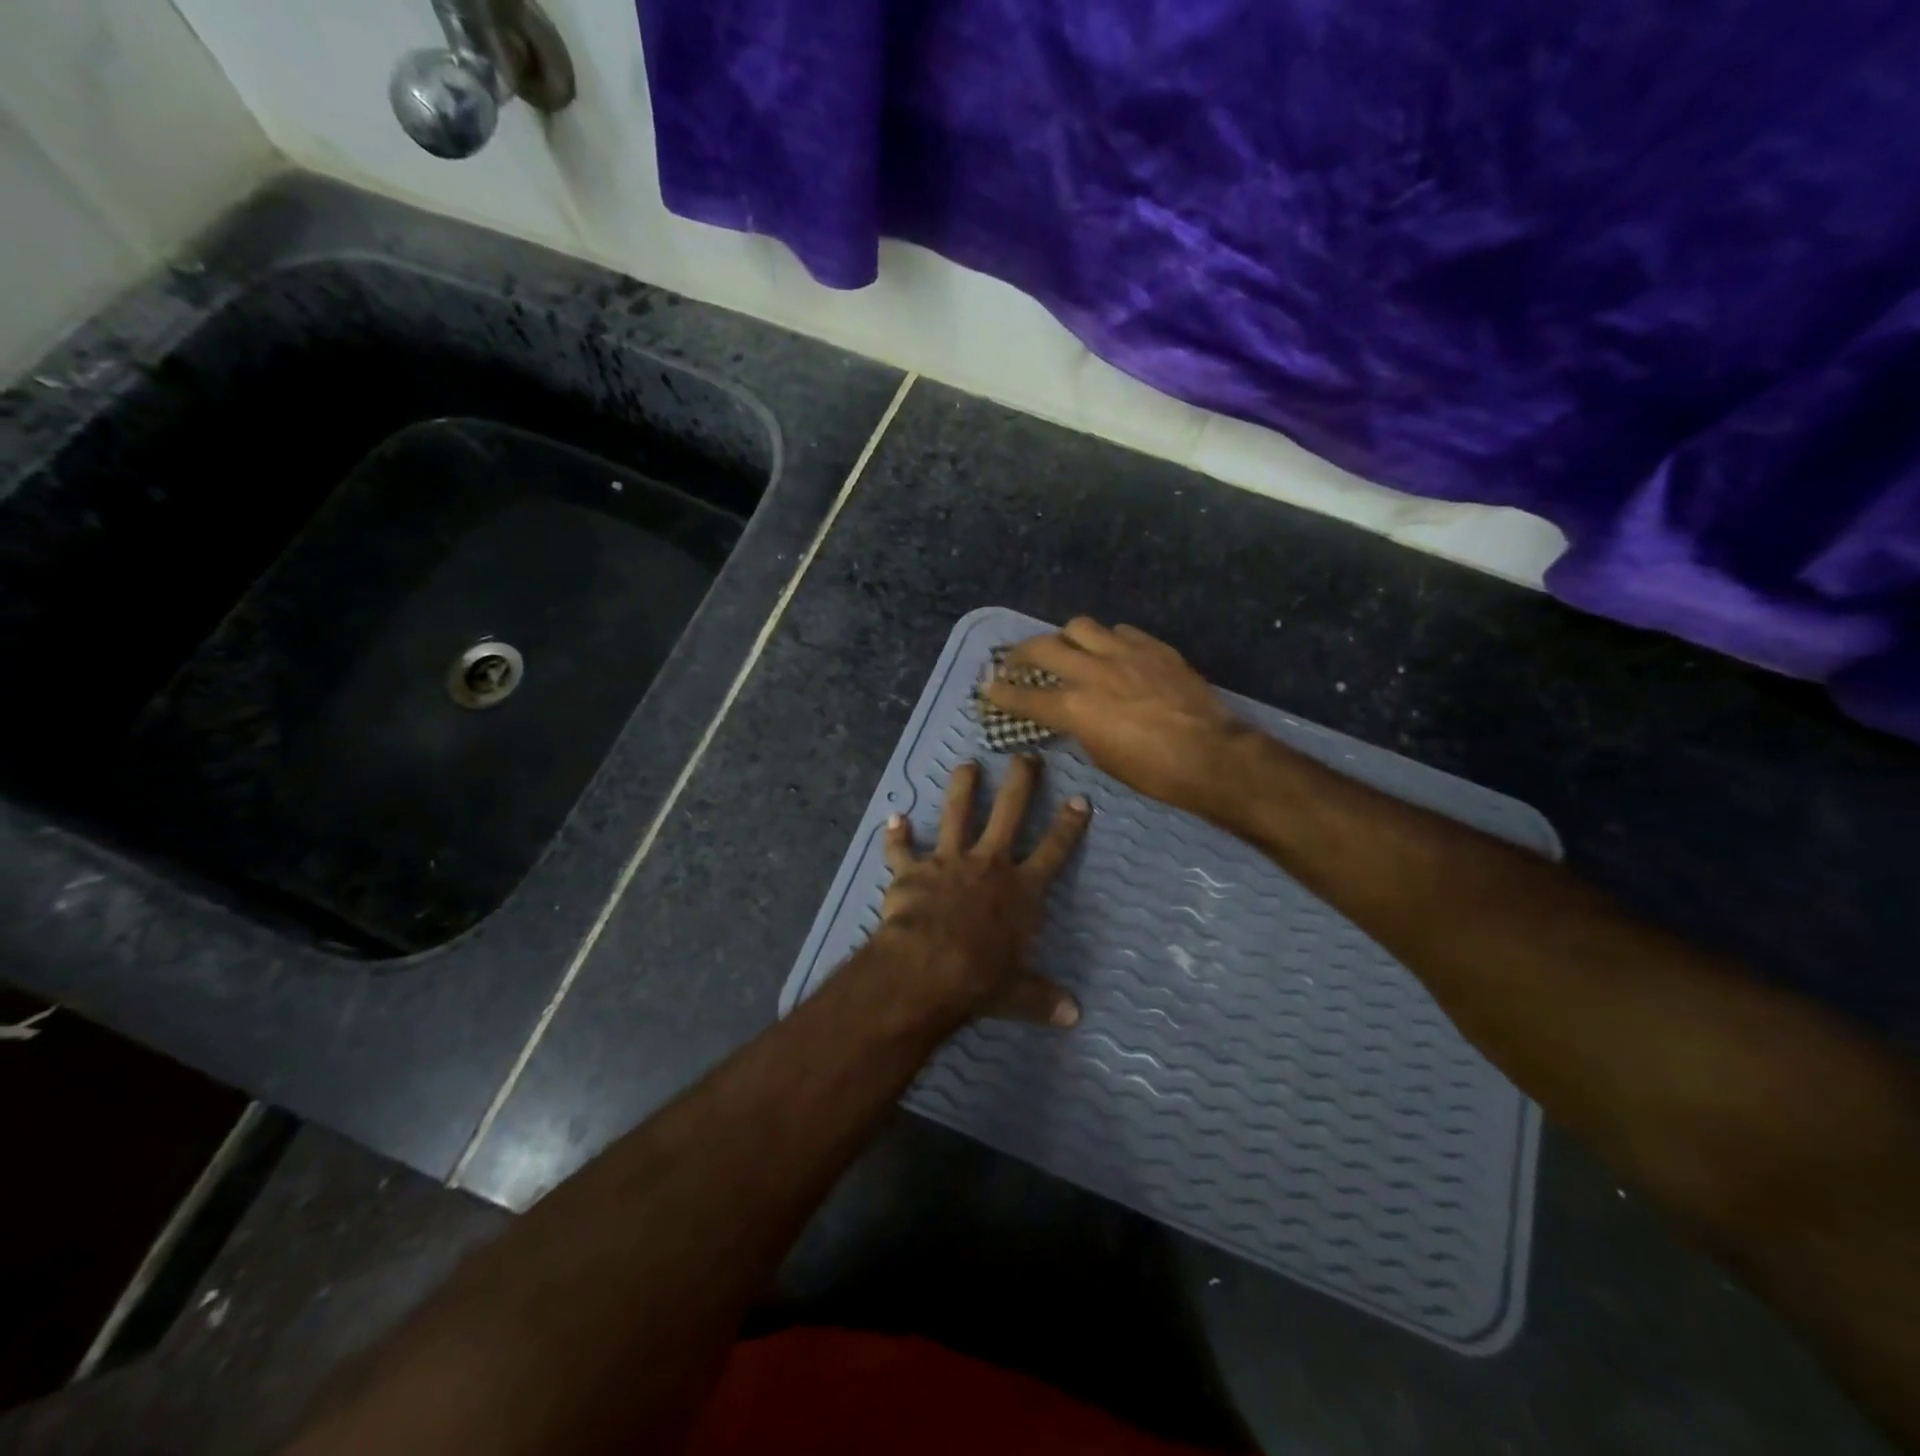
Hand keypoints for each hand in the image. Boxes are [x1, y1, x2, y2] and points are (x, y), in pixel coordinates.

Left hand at [872, 754, 1089, 1026]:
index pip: (1053, 850)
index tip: (1080, 799)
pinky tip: (893, 818)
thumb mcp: (1018, 994)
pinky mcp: (912, 871)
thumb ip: (1043, 998)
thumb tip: (1074, 1016)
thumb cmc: (981, 978)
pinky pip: (901, 849)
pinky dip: (896, 836)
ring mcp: (949, 862)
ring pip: (957, 813)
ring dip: (962, 788)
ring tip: (967, 765)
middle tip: (1025, 756)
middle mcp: (989, 864)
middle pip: (1009, 812)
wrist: (928, 967)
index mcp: (1021, 890)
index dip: (1069, 825)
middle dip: (1020, 782)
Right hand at [983, 618, 1249, 815]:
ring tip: (1068, 648)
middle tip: (1016, 660)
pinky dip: (1107, 640)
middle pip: (1043, 647)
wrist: (1211, 755)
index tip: (986, 686)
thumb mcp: (1102, 756)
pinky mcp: (1153, 647)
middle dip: (1021, 652)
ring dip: (1066, 637)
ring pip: (1080, 627)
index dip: (1001, 692)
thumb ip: (1079, 727)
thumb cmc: (1153, 772)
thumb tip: (1071, 714)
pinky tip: (1112, 652)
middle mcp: (1092, 672)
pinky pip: (1120, 631)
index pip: (1025, 697)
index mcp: (1075, 708)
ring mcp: (1124, 654)